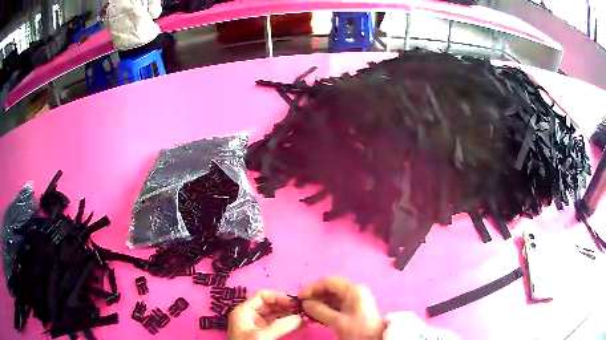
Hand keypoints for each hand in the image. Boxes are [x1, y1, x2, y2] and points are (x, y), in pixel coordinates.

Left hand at [228, 290, 302, 339]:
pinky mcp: (263, 333)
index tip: (295, 303)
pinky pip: (277, 324)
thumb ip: (280, 326)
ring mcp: (257, 325)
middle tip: (303, 309)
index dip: (279, 297)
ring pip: (275, 314)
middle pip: (270, 304)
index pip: (262, 296)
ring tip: (305, 317)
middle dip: (287, 306)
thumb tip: (300, 317)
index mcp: (244, 311)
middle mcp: (250, 315)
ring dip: (290, 315)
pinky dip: (288, 323)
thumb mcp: (262, 336)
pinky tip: (301, 325)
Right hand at [299, 277, 383, 339]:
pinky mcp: (353, 307)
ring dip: (318, 302)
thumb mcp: (338, 322)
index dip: (312, 287)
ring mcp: (354, 299)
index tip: (299, 297)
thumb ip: (320, 311)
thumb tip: (305, 303)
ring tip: (307, 311)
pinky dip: (324, 307)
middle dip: (315, 295)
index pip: (328, 281)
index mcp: (353, 290)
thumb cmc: (359, 330)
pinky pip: (335, 303)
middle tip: (301, 305)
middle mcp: (354, 290)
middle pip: (330, 287)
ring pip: (331, 295)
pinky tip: (316, 314)